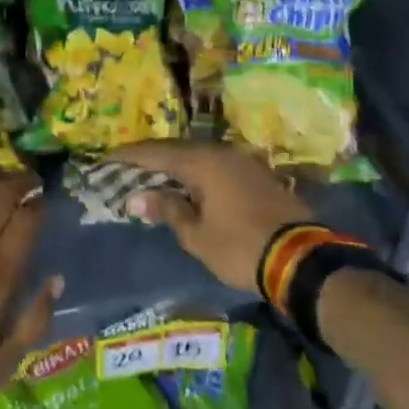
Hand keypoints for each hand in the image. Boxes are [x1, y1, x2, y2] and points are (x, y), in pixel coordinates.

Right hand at [112, 141, 310, 293]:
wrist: (301, 259)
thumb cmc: (240, 247)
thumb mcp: (197, 235)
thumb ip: (168, 210)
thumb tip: (137, 197)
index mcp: (203, 162)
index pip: (157, 153)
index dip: (130, 156)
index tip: (107, 157)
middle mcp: (223, 153)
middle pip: (179, 149)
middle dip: (152, 158)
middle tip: (127, 167)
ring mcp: (243, 162)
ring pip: (200, 156)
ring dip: (176, 165)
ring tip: (154, 176)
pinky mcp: (258, 175)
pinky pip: (217, 166)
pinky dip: (198, 173)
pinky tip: (190, 185)